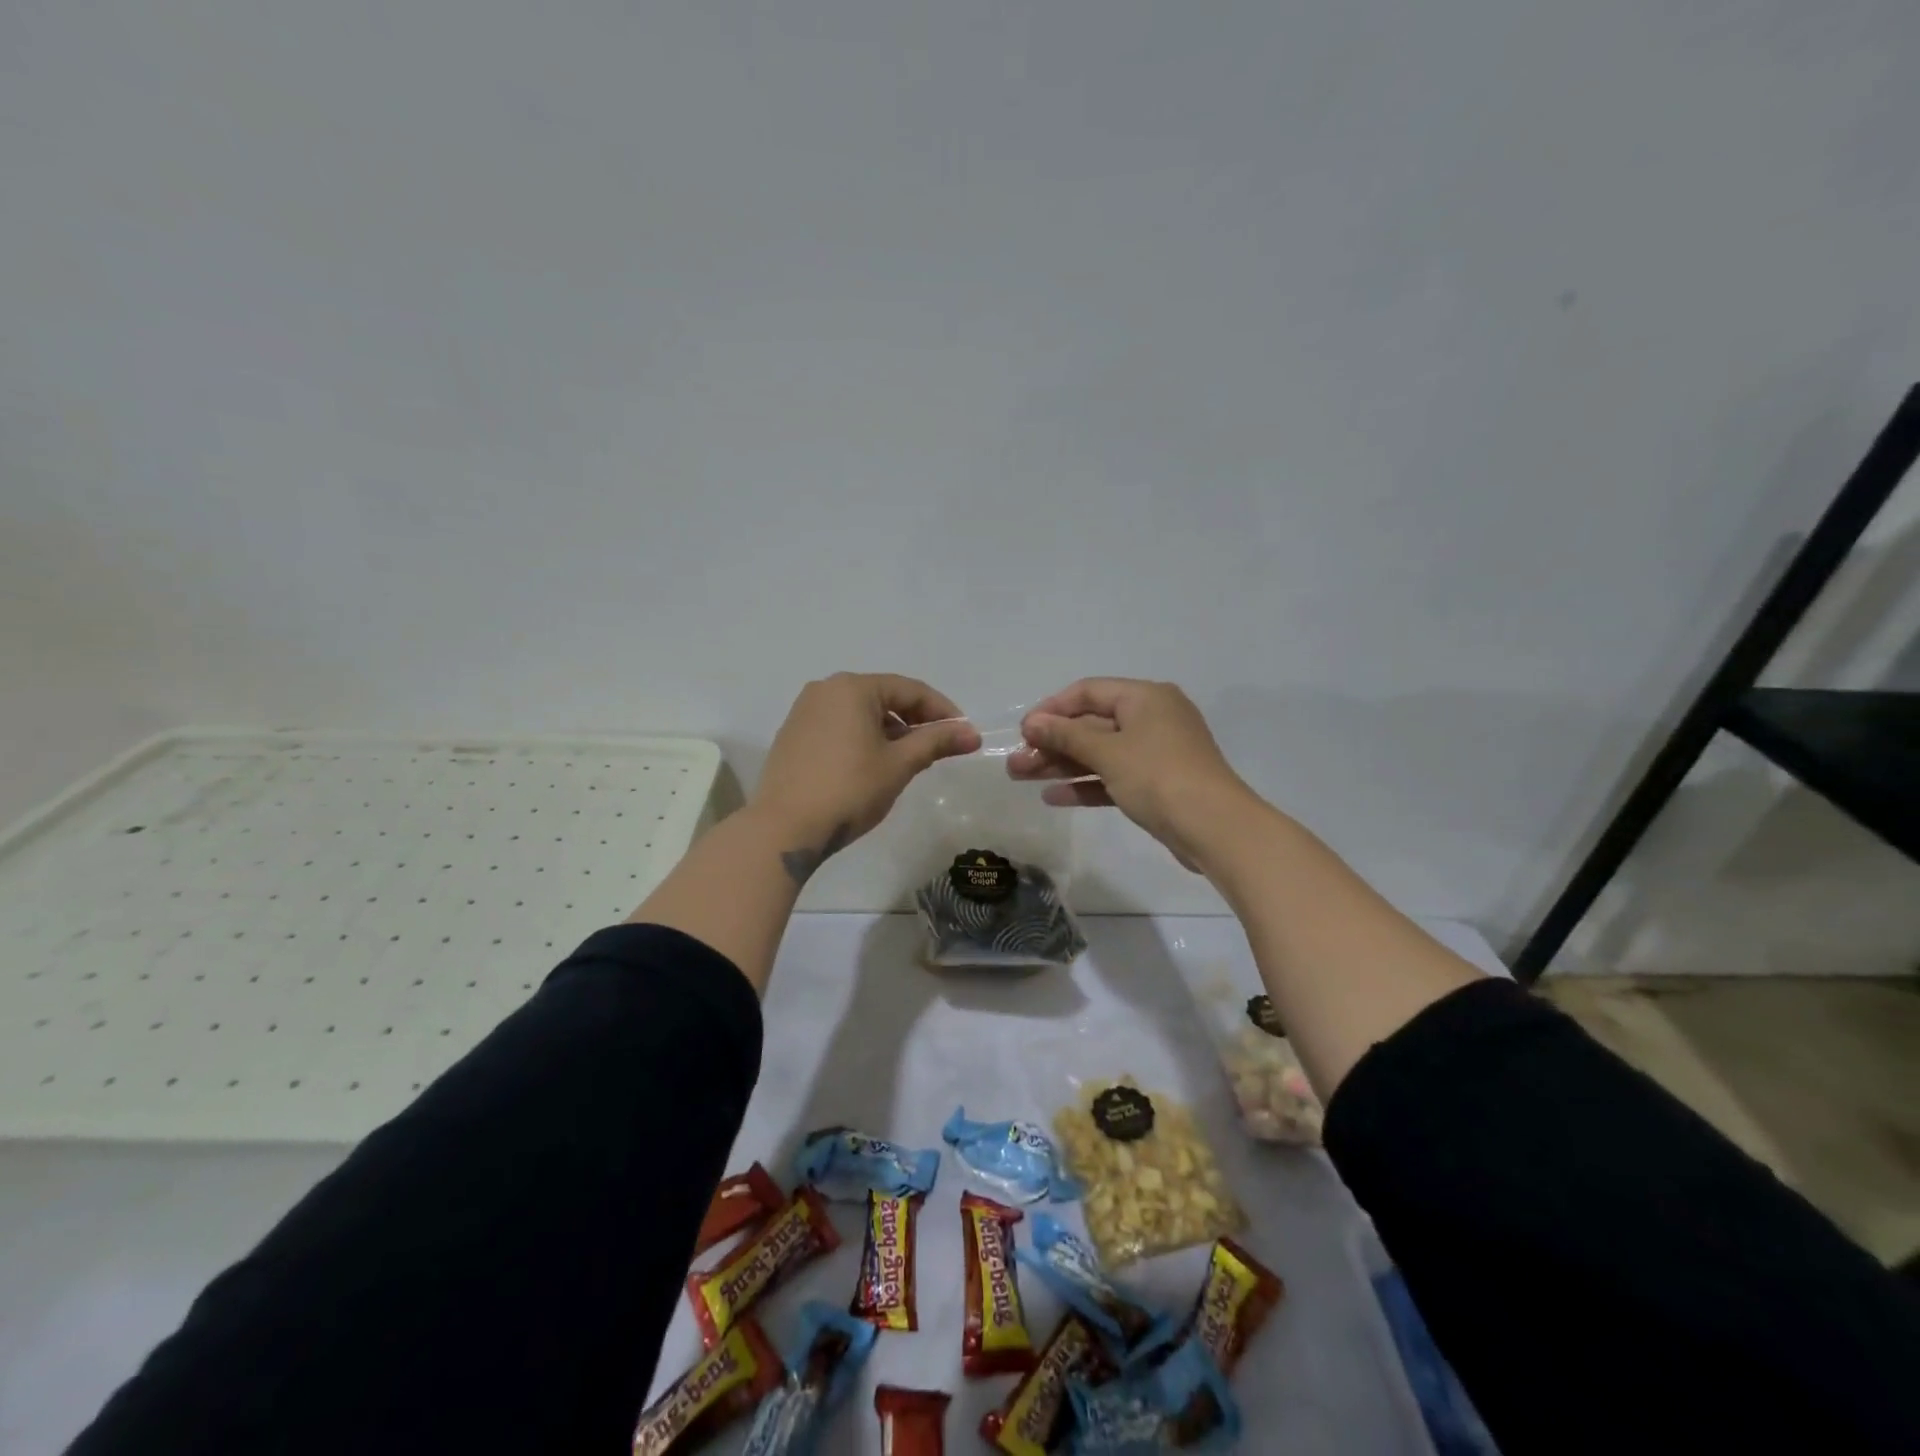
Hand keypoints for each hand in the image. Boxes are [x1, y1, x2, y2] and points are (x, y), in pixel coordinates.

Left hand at [752, 673, 981, 881]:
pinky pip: (839, 727)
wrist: (783, 829)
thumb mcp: (899, 765)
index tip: (965, 734)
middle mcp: (825, 690)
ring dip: (891, 732)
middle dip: (916, 721)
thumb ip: (936, 742)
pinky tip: (874, 766)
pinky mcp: (793, 736)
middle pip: (884, 697)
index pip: (910, 690)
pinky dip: (864, 739)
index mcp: (852, 688)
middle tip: (940, 748)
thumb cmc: (849, 790)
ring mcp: (804, 712)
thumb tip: (973, 734)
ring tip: (910, 761)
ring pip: (861, 713)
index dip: (943, 711)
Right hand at [1008, 678, 1256, 871]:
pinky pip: (1113, 776)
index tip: (1023, 731)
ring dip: (1062, 764)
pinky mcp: (1156, 784)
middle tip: (1015, 763)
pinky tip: (1054, 796)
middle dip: (1052, 743)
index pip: (1088, 691)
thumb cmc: (1159, 777)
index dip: (1052, 708)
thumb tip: (1032, 722)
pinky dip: (1087, 784)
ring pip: (1100, 753)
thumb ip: (1066, 735)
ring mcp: (1156, 753)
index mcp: (1145, 698)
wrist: (1215, 828)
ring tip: (1022, 778)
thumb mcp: (1108, 752)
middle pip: (1091, 724)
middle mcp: (1152, 718)